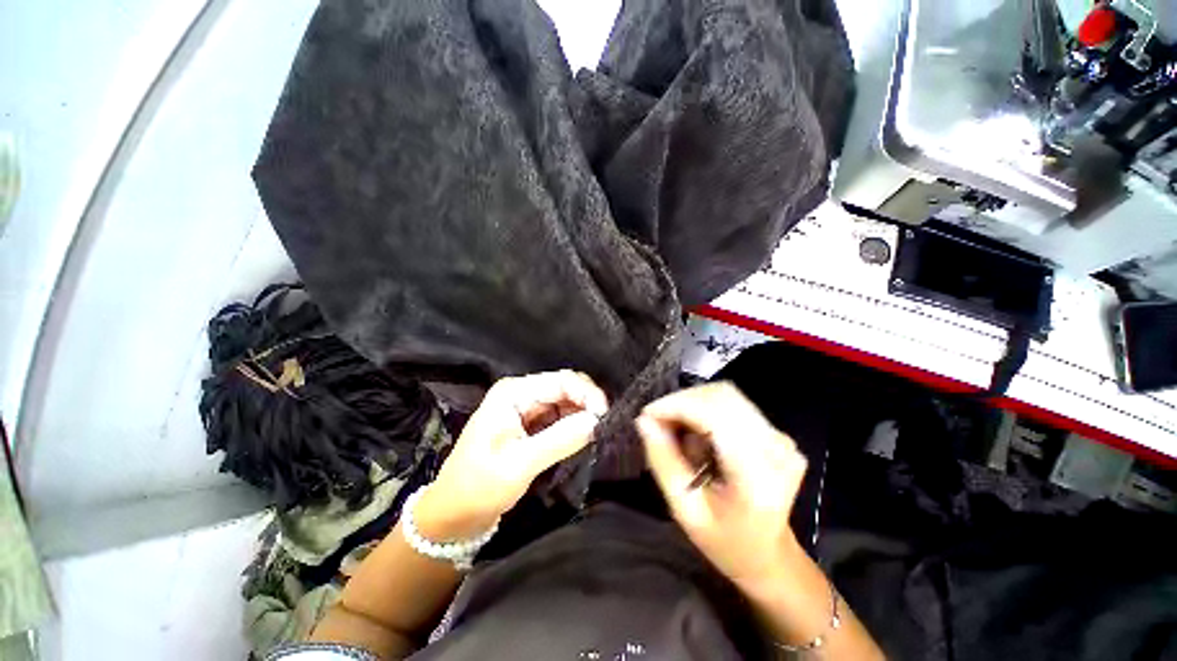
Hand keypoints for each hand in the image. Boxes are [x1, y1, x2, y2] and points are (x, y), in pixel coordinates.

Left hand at [417, 370, 607, 539]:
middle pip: (565, 387)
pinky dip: (575, 424)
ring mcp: (527, 408)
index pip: (561, 380)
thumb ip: (560, 439)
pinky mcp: (531, 424)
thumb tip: (598, 421)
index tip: (606, 416)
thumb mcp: (519, 464)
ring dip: (584, 414)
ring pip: (566, 402)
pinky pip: (561, 417)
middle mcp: (521, 393)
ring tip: (600, 431)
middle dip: (588, 403)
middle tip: (607, 425)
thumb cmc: (479, 487)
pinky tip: (586, 435)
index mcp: (514, 392)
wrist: (454, 515)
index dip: (588, 393)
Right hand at [636, 382, 807, 595]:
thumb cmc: (725, 542)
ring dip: (692, 404)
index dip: (676, 405)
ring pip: (725, 395)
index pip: (714, 415)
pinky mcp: (775, 432)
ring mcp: (780, 437)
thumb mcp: (685, 510)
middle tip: (657, 422)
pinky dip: (705, 409)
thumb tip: (644, 421)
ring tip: (674, 428)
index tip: (647, 415)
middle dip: (682, 401)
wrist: (769, 555)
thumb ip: (664, 462)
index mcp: (757, 474)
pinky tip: (695, 432)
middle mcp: (775, 447)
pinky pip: (732, 404)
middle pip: (721, 396)